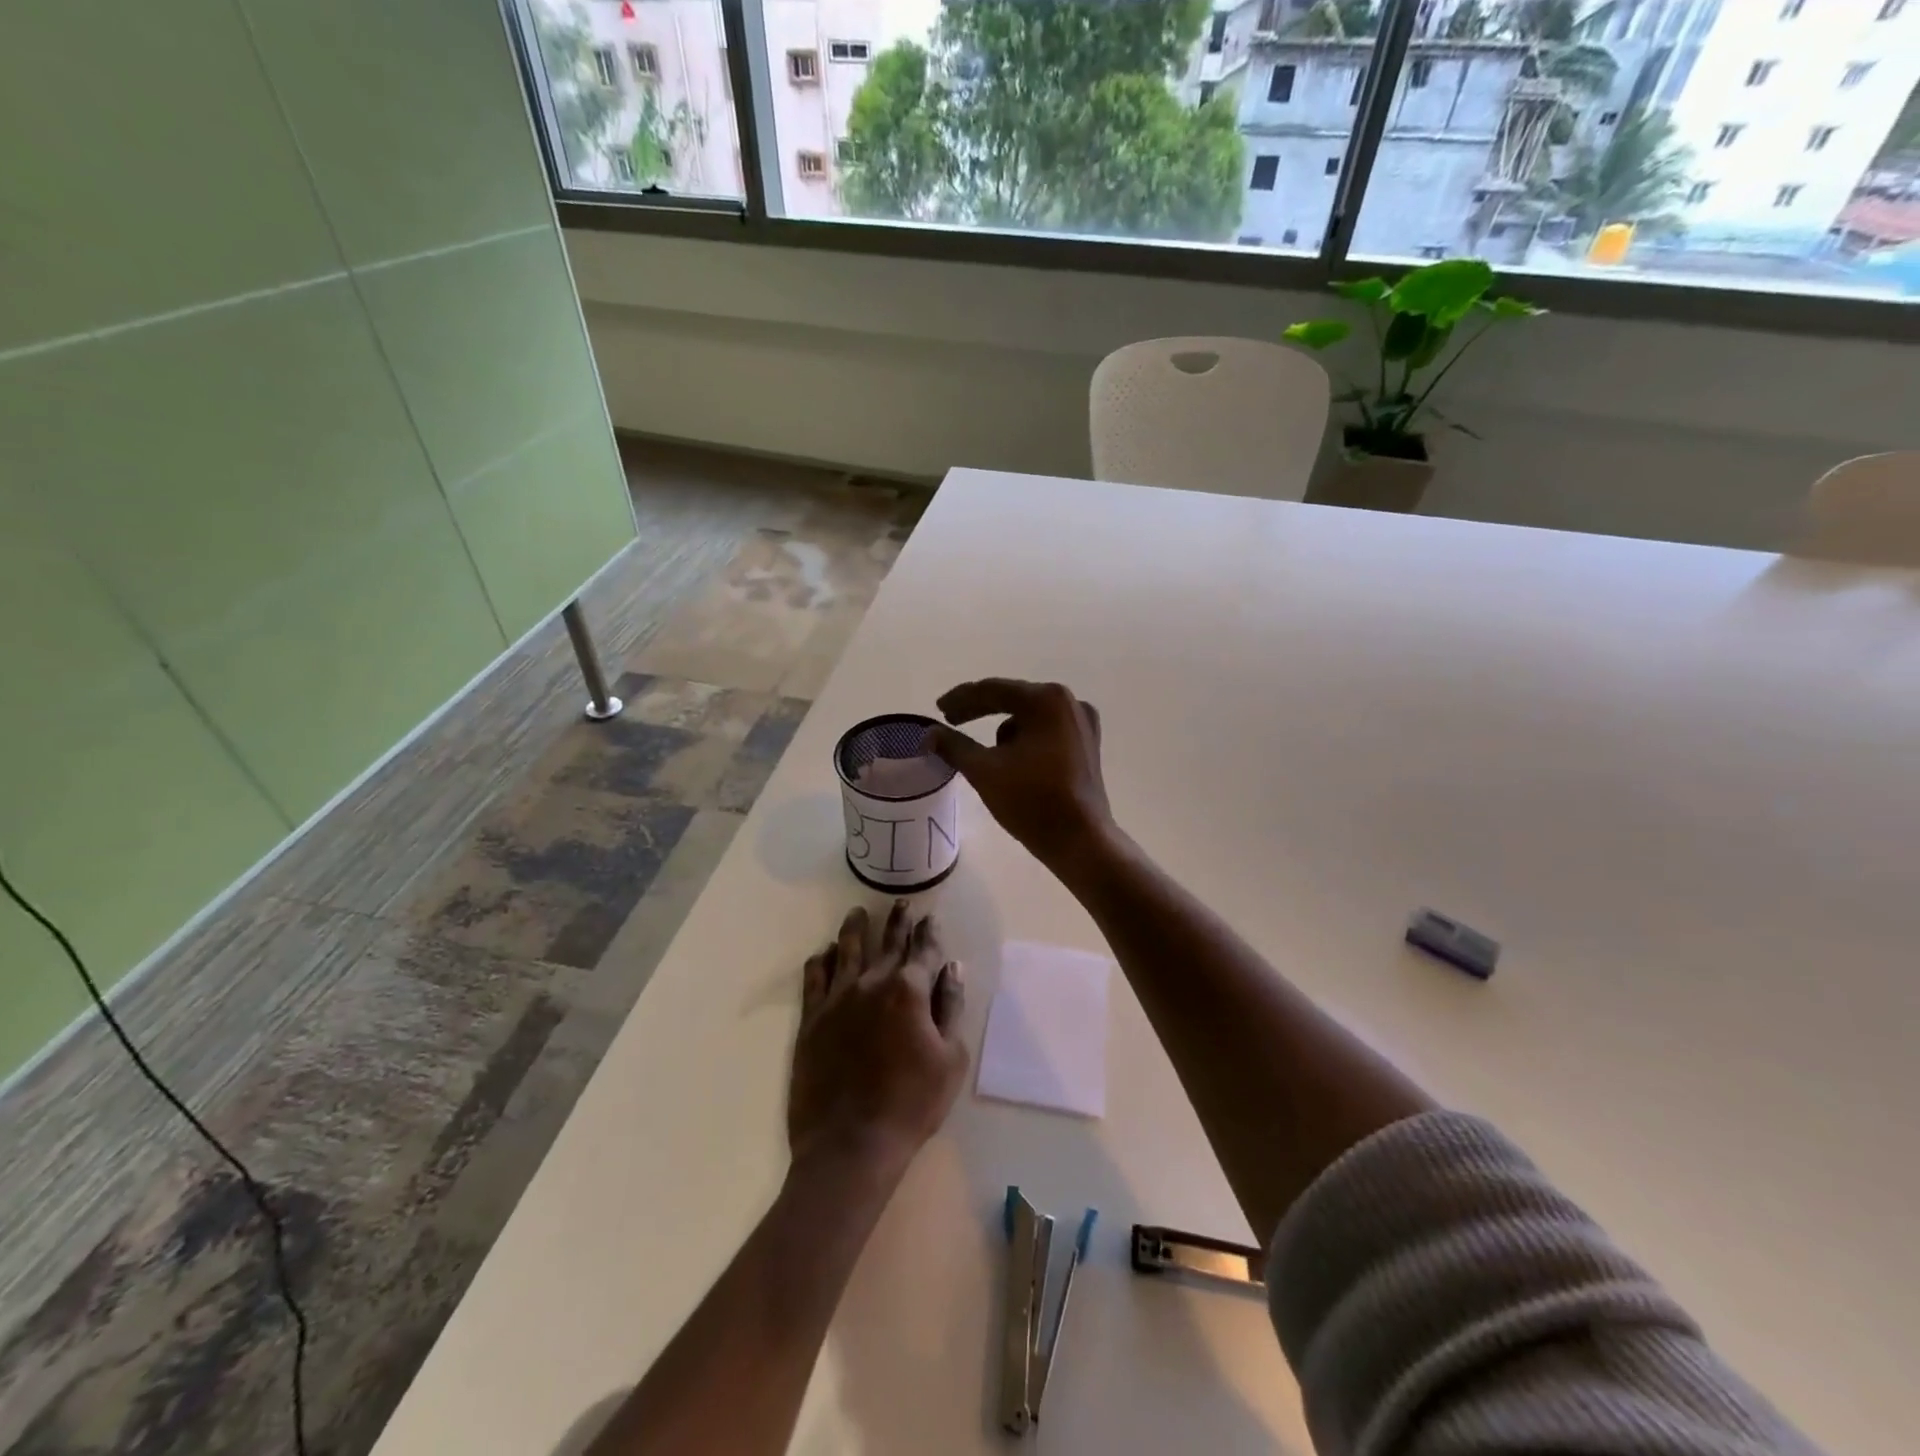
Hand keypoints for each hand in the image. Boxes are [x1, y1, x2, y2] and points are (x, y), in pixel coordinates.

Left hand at [788, 903, 967, 1179]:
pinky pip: (814, 978)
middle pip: (887, 943)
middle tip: (901, 903)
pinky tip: (825, 952)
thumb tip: (953, 967)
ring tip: (858, 912)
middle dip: (897, 921)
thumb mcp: (950, 1059)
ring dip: (855, 928)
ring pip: (847, 950)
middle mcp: (872, 983)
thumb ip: (951, 1007)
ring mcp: (837, 999)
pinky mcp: (812, 1019)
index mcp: (909, 991)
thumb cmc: (911, 1105)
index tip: (930, 918)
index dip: (928, 932)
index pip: (923, 950)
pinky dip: (822, 960)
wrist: (850, 1145)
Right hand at [923, 679, 1116, 873]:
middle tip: (951, 721)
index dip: (961, 699)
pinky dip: (1025, 738)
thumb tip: (928, 734)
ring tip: (984, 751)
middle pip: (1014, 699)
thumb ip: (953, 746)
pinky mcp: (1087, 744)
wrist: (1080, 841)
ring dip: (1004, 728)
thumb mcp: (984, 771)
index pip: (993, 690)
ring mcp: (1082, 723)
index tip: (938, 709)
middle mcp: (1069, 702)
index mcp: (1046, 700)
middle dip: (980, 711)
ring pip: (1030, 716)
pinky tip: (1012, 758)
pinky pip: (1046, 730)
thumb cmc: (1032, 802)